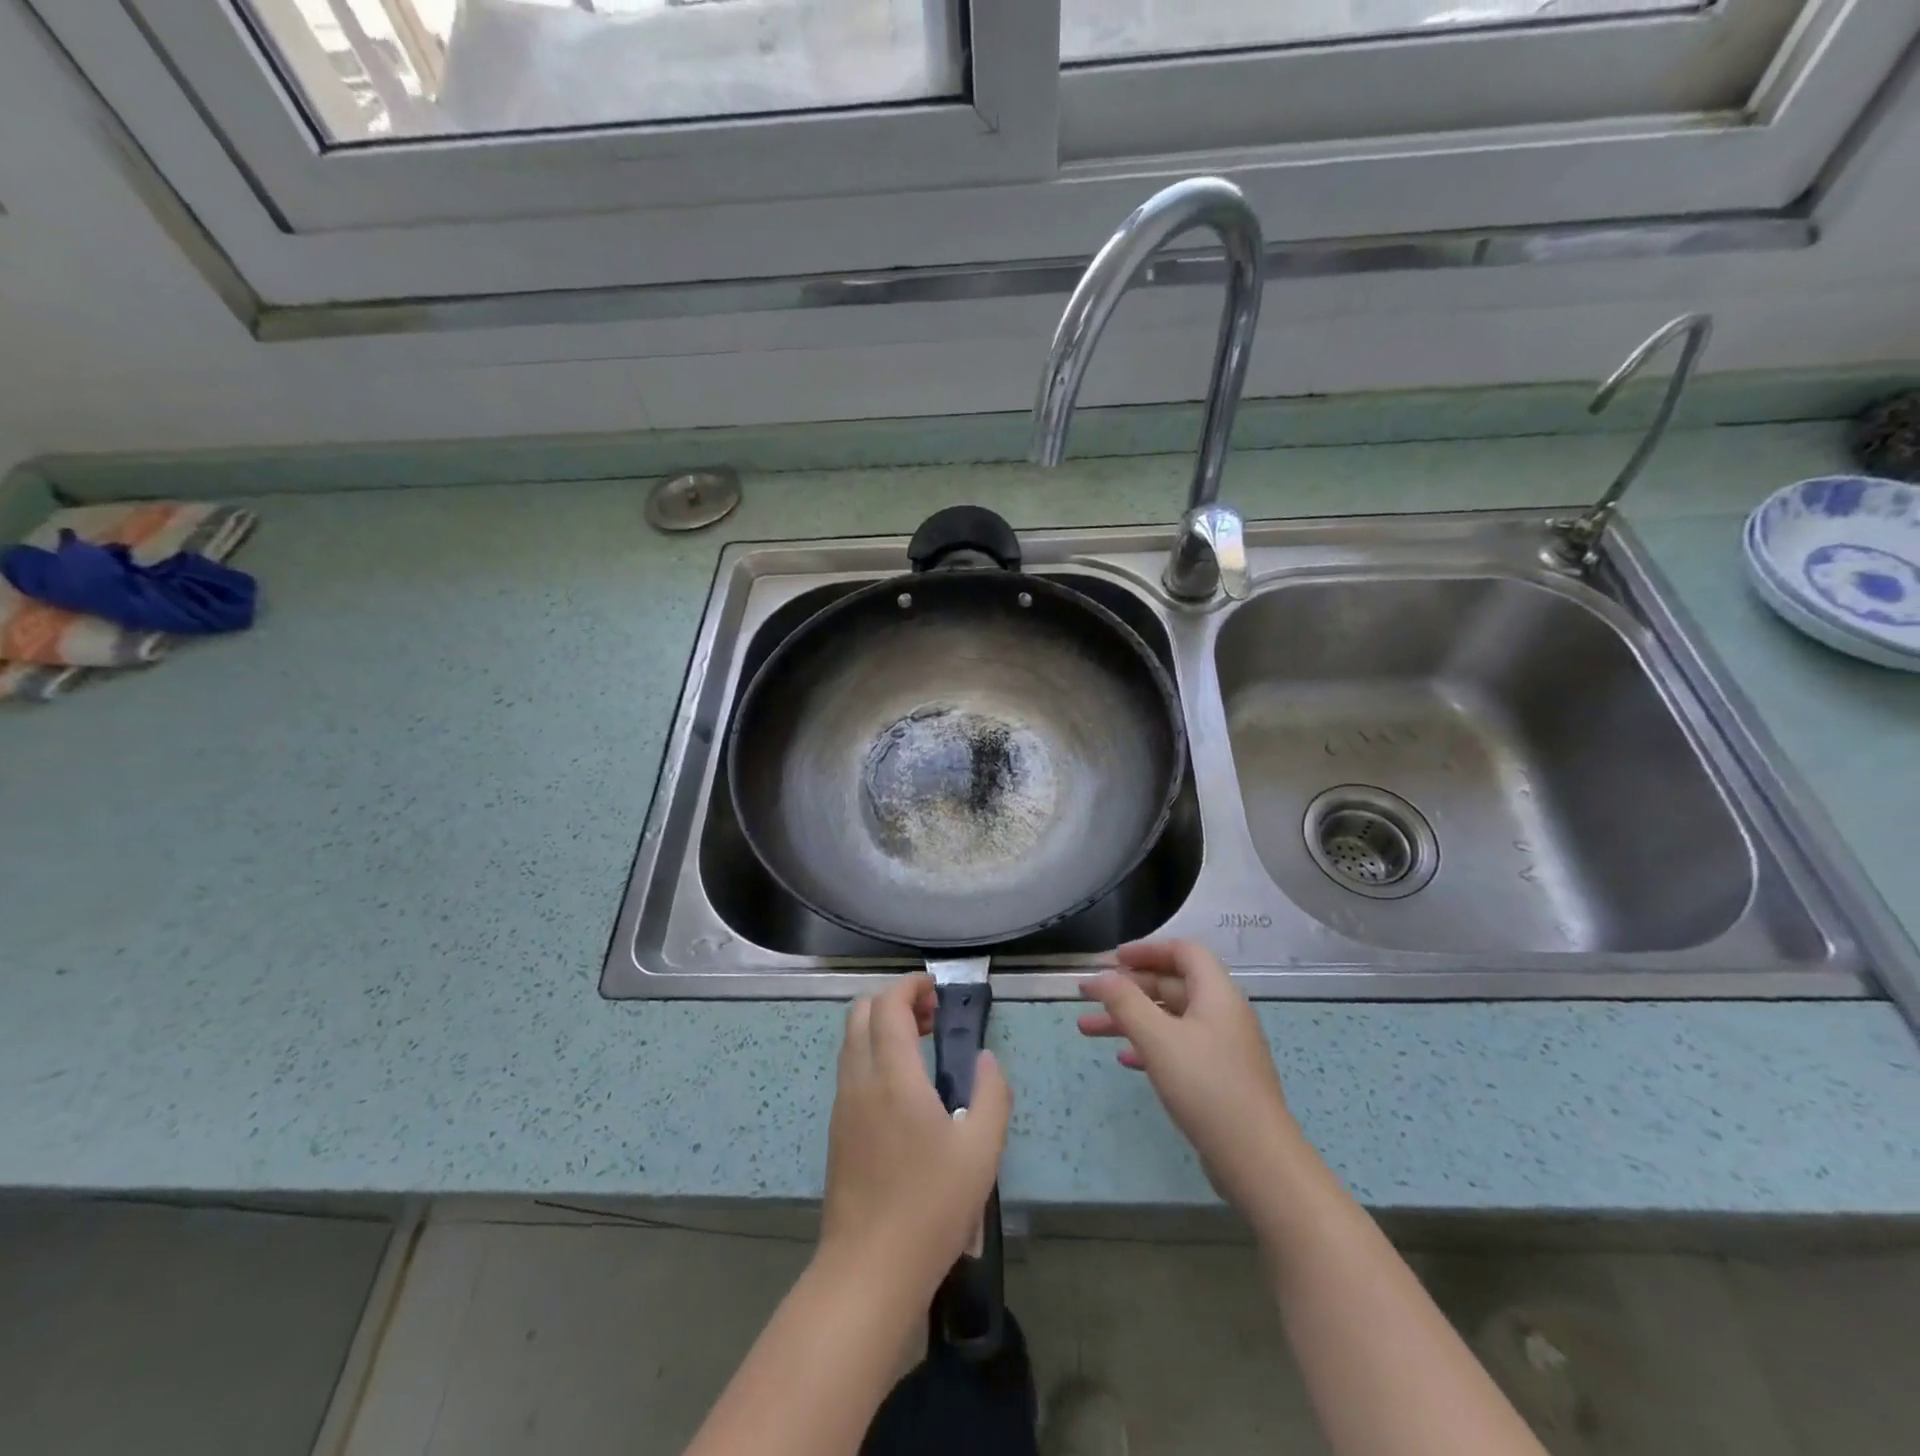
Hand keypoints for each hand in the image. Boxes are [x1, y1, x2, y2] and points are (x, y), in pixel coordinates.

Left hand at [818, 973, 1010, 1299]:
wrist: (868, 1271)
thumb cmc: (931, 1207)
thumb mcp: (982, 1151)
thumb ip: (991, 1094)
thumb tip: (986, 1059)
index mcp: (893, 1076)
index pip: (887, 1005)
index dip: (910, 986)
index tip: (937, 991)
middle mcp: (859, 1080)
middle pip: (860, 1012)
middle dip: (893, 1000)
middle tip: (930, 1017)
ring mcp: (843, 1105)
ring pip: (852, 1040)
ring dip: (881, 1026)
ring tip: (921, 1047)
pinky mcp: (837, 1130)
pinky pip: (850, 1068)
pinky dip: (873, 1053)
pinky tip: (903, 1087)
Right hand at [1079, 940, 1304, 1214]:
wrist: (1257, 1160)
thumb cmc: (1206, 1086)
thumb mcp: (1158, 1038)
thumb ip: (1125, 1002)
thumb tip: (1100, 976)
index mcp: (1217, 994)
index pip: (1184, 952)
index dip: (1147, 950)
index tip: (1112, 959)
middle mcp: (1223, 1014)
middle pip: (1172, 985)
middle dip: (1128, 988)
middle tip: (1089, 996)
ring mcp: (1223, 1048)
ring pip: (1170, 1019)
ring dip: (1130, 1019)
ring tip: (1086, 1029)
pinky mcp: (1220, 1079)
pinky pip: (1178, 1048)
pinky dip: (1149, 1046)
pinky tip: (1124, 1059)